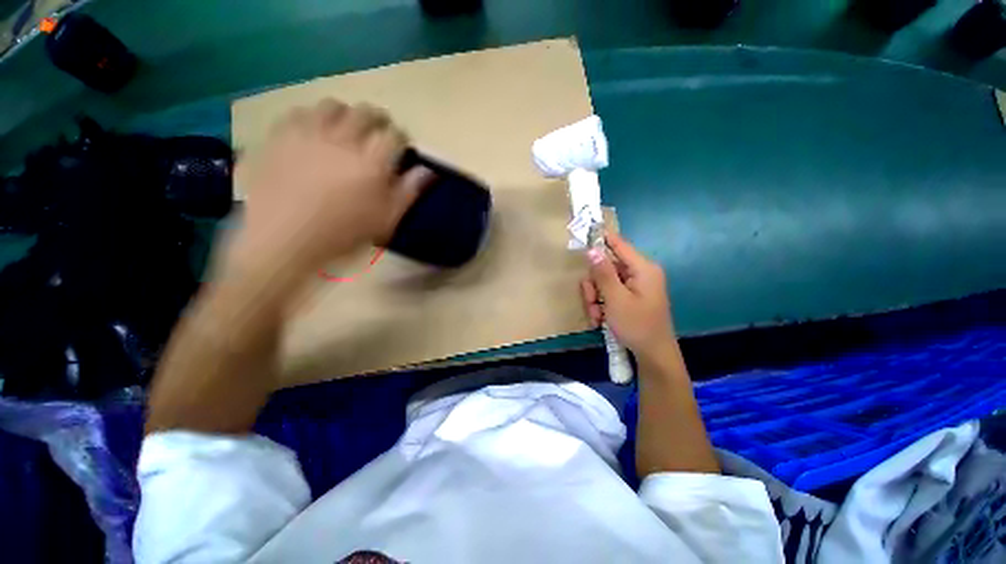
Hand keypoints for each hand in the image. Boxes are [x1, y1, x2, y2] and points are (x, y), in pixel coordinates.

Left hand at [233, 99, 432, 272]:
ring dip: (347, 114)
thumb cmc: (343, 234)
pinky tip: (315, 133)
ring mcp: (308, 133)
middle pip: (366, 112)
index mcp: (372, 163)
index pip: (395, 135)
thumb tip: (428, 170)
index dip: (402, 138)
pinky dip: (314, 117)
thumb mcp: (386, 219)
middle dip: (378, 120)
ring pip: (333, 105)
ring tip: (346, 129)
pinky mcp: (280, 135)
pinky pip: (301, 111)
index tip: (402, 147)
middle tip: (379, 134)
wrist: (283, 239)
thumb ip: (408, 191)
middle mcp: (342, 139)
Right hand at [580, 233, 675, 361]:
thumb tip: (591, 249)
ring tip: (596, 316)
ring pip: (603, 282)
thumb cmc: (637, 325)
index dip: (601, 238)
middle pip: (606, 266)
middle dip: (594, 285)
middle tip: (592, 301)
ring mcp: (634, 286)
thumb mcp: (616, 299)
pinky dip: (601, 305)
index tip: (583, 235)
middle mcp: (639, 273)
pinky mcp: (629, 297)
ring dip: (595, 298)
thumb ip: (603, 273)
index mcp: (642, 268)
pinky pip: (608, 293)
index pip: (619, 244)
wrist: (653, 355)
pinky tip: (600, 319)